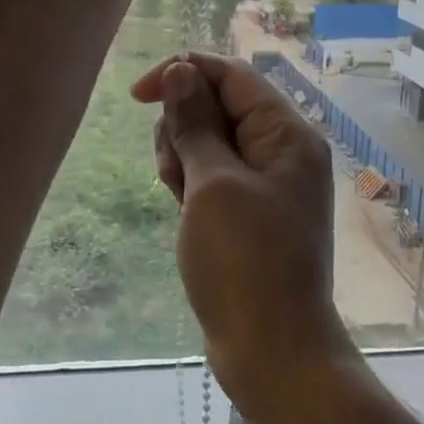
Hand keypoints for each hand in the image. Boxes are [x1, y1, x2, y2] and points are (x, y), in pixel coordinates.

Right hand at [131, 54, 355, 413]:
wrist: (272, 352)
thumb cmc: (244, 262)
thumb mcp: (213, 184)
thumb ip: (195, 123)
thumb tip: (181, 70)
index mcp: (287, 133)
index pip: (231, 75)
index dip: (183, 73)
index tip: (136, 96)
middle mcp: (283, 150)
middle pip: (218, 106)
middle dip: (183, 128)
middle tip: (176, 176)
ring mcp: (268, 182)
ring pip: (210, 141)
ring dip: (183, 159)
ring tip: (180, 200)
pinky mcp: (252, 210)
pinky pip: (214, 175)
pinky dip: (193, 184)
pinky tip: (184, 212)